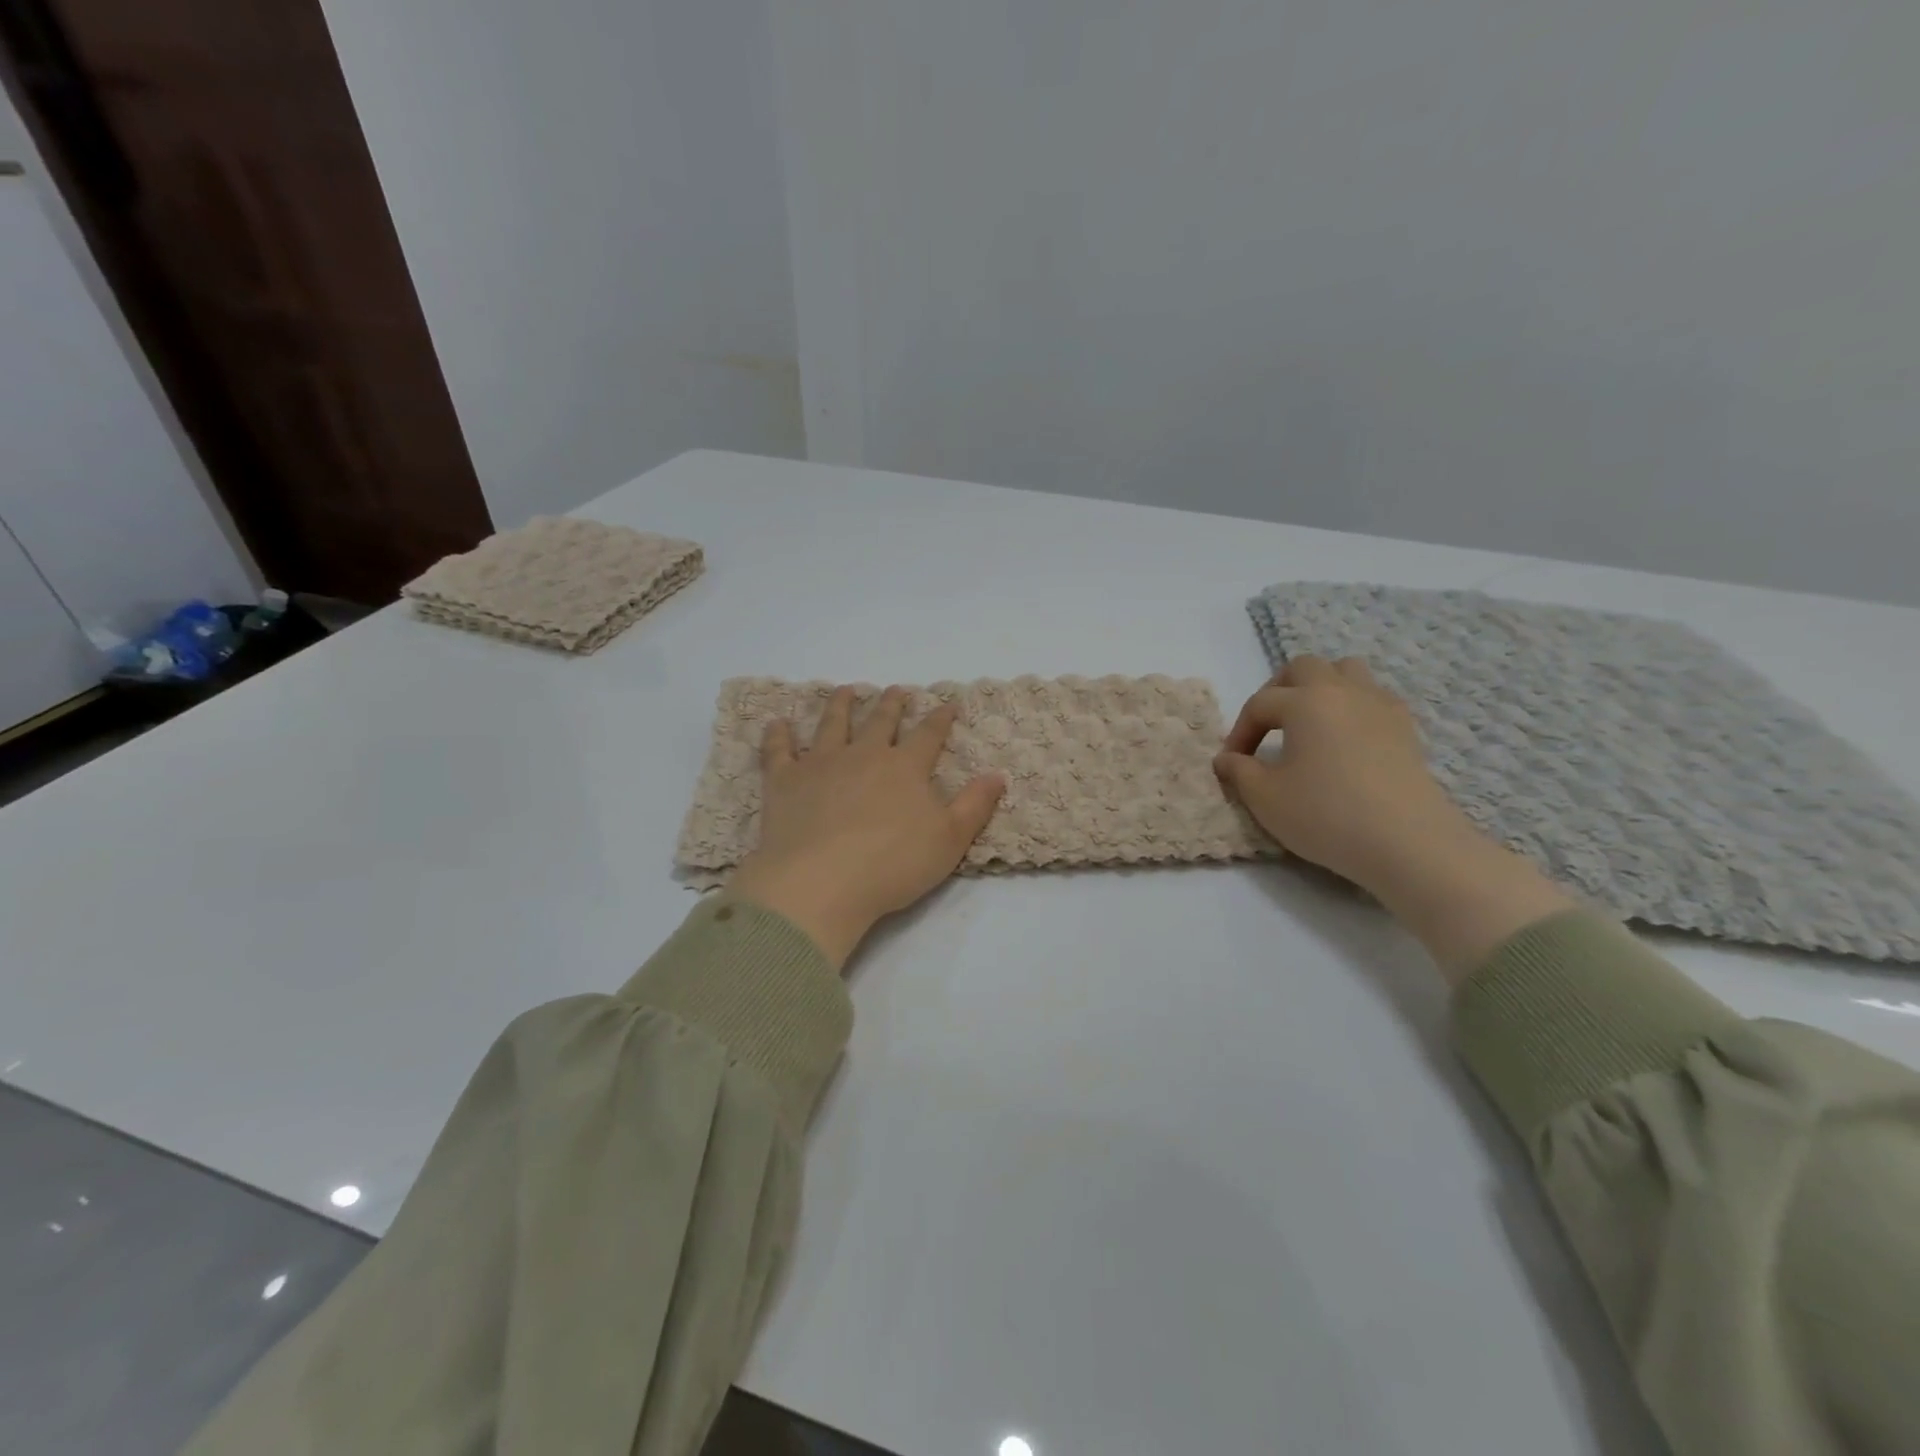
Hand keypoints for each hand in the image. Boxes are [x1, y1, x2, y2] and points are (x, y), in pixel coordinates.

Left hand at [727, 686, 1005, 968]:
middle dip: (891, 705)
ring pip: (832, 724)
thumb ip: (975, 805)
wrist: (821, 881)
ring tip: (845, 690)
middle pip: (880, 722)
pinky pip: (779, 750)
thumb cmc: (893, 864)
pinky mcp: (784, 781)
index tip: (947, 703)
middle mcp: (864, 755)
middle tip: (895, 690)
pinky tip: (777, 723)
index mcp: (905, 768)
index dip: (940, 718)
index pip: (928, 735)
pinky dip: (778, 735)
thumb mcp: (949, 840)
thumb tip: (998, 774)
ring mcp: (821, 764)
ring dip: (840, 705)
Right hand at [1215, 656, 1573, 981]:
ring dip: (1320, 688)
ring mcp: (1380, 706)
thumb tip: (1226, 759)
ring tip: (1307, 722)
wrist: (1407, 843)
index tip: (1231, 763)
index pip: (1260, 703)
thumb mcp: (1266, 798)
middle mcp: (1343, 691)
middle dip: (1278, 690)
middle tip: (1267, 727)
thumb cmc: (1326, 815)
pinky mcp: (1406, 729)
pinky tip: (1344, 739)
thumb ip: (1239, 772)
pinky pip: (1373, 697)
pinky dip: (1352, 706)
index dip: (1239, 731)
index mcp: (1305, 702)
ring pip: (1346, 671)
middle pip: (1304, 668)